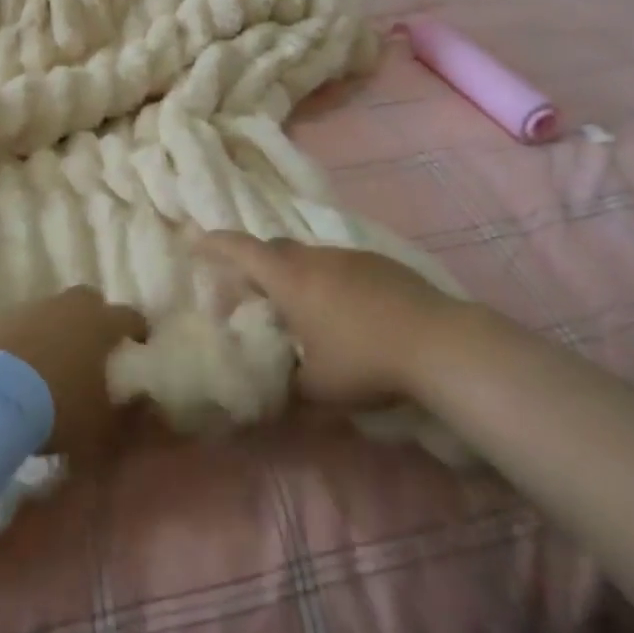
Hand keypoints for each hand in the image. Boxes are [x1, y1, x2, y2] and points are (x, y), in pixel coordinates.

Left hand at [0, 288, 149, 460]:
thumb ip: (126, 414)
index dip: (138, 331)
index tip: (139, 348)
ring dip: (57, 329)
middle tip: (93, 350)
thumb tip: (142, 404)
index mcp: (101, 323)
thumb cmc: (58, 408)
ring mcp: (32, 308)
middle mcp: (69, 306)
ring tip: (53, 363)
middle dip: (95, 320)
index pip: (131, 316)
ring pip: (53, 311)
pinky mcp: (0, 319)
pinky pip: (22, 325)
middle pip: (90, 301)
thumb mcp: (101, 426)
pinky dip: (27, 340)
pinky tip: (21, 368)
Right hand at [196, 234, 462, 407]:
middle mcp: (315, 258)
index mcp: (290, 280)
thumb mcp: (317, 387)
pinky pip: (341, 264)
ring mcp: (350, 256)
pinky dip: (330, 280)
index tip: (196, 239)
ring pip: (310, 256)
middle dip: (256, 261)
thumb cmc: (364, 361)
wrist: (437, 342)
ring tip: (303, 307)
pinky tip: (347, 310)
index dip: (216, 244)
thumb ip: (288, 385)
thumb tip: (274, 393)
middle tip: (251, 286)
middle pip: (275, 248)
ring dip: (297, 273)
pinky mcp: (380, 262)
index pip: (242, 251)